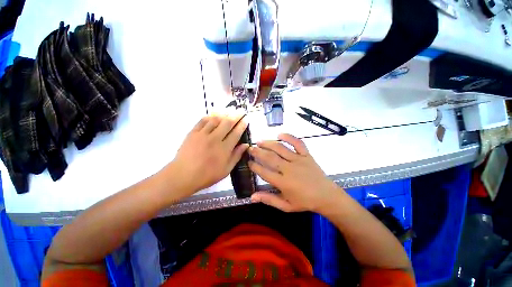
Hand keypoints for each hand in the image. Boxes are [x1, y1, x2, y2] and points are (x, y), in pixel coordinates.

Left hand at [167, 113, 248, 195]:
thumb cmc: (207, 175)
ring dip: (224, 113)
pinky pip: (202, 121)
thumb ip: (236, 156)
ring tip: (229, 109)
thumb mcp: (226, 170)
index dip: (242, 125)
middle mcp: (215, 139)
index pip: (236, 133)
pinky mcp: (193, 133)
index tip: (246, 119)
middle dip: (235, 116)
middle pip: (227, 123)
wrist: (183, 175)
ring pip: (215, 120)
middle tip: (240, 111)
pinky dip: (209, 116)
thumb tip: (246, 145)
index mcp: (224, 149)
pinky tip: (214, 115)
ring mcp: (203, 134)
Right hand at [248, 133, 340, 212]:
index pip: (264, 172)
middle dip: (258, 152)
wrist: (327, 196)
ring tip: (259, 141)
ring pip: (280, 149)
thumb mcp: (286, 206)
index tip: (248, 161)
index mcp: (284, 183)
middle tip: (250, 148)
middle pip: (270, 158)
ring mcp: (299, 160)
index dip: (254, 166)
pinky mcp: (306, 155)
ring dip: (268, 144)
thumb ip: (269, 200)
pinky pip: (297, 143)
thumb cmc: (305, 202)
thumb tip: (252, 197)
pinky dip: (289, 137)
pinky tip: (280, 134)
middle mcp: (289, 169)